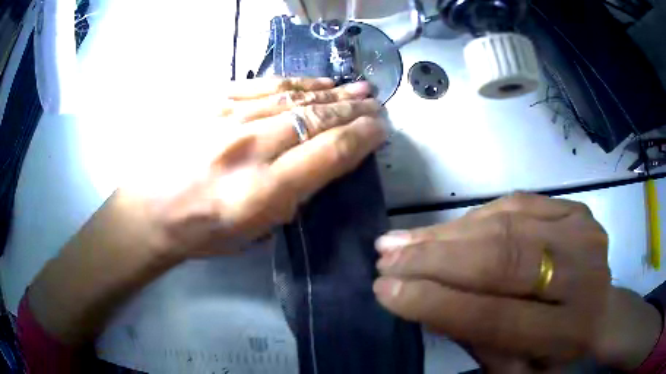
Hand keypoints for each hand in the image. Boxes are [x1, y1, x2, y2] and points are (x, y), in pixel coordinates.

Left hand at [123, 77, 385, 257]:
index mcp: (263, 191)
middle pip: (318, 119)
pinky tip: (319, 83)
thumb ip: (293, 197)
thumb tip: (322, 164)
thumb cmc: (202, 231)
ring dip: (334, 93)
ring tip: (359, 88)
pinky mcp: (214, 101)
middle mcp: (250, 148)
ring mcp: (229, 118)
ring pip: (297, 97)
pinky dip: (299, 83)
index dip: (363, 137)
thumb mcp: (254, 233)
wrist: (150, 209)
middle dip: (355, 110)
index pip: (330, 152)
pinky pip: (266, 85)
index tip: (380, 129)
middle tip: (377, 103)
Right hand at [373, 193, 611, 365]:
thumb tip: (425, 303)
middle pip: (502, 259)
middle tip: (386, 257)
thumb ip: (476, 341)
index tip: (385, 290)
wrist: (602, 312)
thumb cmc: (557, 352)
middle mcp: (582, 274)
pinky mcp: (576, 209)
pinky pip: (517, 203)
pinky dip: (475, 216)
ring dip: (447, 233)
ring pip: (506, 224)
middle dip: (435, 259)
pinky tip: (444, 228)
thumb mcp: (516, 368)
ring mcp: (583, 232)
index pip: (495, 315)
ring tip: (402, 240)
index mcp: (567, 330)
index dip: (436, 302)